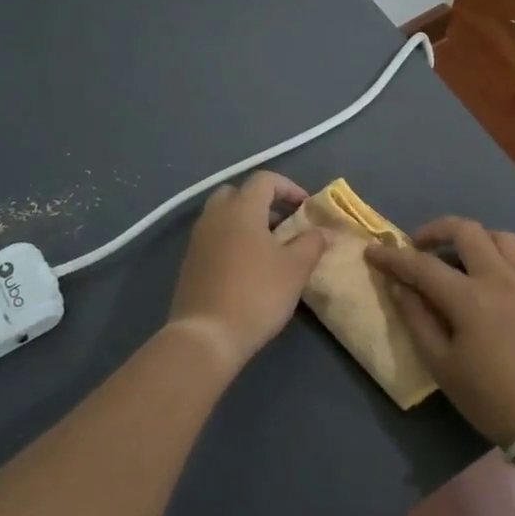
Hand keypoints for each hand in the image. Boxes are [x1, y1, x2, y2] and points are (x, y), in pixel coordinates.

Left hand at [168, 171, 328, 370]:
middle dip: (262, 202)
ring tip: (269, 247)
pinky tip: (247, 267)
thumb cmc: (257, 294)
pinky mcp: (189, 261)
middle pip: (237, 193)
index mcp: (241, 209)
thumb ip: (312, 243)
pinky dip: (231, 239)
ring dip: (246, 221)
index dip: (288, 187)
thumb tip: (324, 231)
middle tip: (283, 224)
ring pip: (222, 215)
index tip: (306, 208)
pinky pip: (213, 236)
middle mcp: (215, 216)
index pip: (264, 180)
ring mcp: (198, 238)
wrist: (207, 335)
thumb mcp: (295, 269)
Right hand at [366, 217, 514, 446]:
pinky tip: (497, 277)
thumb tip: (396, 284)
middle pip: (466, 230)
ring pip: (501, 236)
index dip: (393, 257)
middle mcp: (501, 278)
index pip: (422, 265)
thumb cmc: (489, 398)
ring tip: (460, 258)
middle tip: (419, 247)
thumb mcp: (440, 364)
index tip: (372, 252)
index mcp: (470, 298)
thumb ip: (416, 318)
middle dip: (435, 230)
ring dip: (474, 239)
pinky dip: (507, 257)